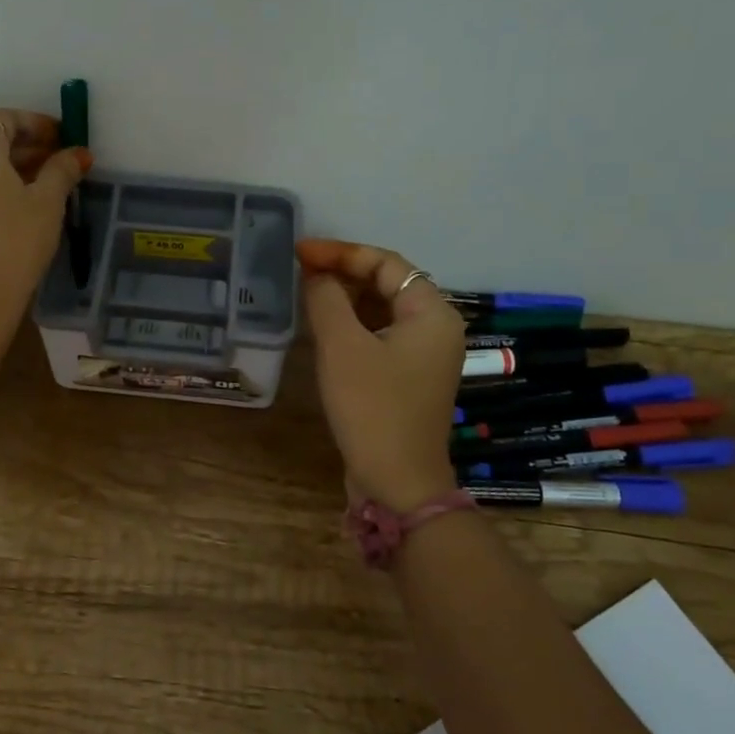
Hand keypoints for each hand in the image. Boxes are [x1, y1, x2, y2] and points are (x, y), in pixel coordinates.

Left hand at [0, 109, 90, 340]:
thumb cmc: (13, 244)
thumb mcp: (46, 204)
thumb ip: (62, 170)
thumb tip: (78, 152)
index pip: (6, 118)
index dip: (38, 125)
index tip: (65, 139)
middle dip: (25, 146)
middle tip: (60, 162)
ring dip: (9, 167)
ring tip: (44, 185)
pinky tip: (17, 205)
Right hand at [298, 239, 466, 512]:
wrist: (397, 481)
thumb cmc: (372, 407)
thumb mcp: (342, 347)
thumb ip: (327, 299)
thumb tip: (316, 275)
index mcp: (432, 312)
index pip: (386, 263)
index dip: (341, 252)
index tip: (299, 252)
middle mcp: (436, 328)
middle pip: (388, 283)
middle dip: (343, 273)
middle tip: (298, 270)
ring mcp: (424, 355)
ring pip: (382, 310)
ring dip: (345, 298)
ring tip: (305, 293)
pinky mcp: (408, 377)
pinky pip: (379, 335)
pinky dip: (352, 325)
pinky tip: (322, 327)